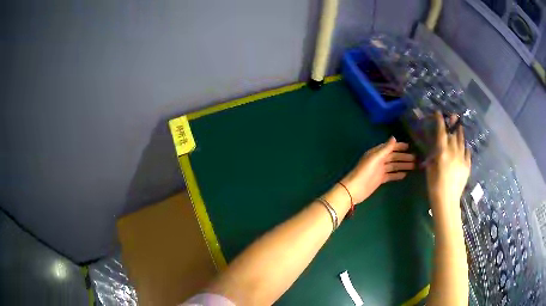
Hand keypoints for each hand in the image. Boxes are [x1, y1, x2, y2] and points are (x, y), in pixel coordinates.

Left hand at [341, 137, 414, 203]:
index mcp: (377, 153)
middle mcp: (379, 160)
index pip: (390, 147)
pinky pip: (391, 175)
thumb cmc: (364, 172)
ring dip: (403, 165)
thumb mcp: (375, 158)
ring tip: (414, 166)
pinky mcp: (380, 179)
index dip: (399, 146)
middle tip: (415, 158)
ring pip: (394, 166)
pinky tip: (405, 174)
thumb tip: (394, 137)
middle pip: (394, 157)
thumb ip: (385, 149)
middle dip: (404, 157)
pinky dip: (397, 174)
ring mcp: (379, 170)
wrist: (355, 189)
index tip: (410, 147)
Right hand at [426, 112, 470, 217]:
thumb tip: (436, 150)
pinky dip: (465, 148)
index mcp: (442, 152)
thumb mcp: (430, 170)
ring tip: (460, 127)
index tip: (438, 113)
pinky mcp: (467, 166)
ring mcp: (462, 158)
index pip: (441, 132)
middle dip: (451, 125)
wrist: (447, 201)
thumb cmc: (434, 186)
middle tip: (452, 117)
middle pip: (452, 135)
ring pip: (462, 142)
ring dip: (460, 133)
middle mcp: (453, 152)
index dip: (439, 121)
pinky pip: (467, 153)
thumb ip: (434, 157)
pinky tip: (465, 147)